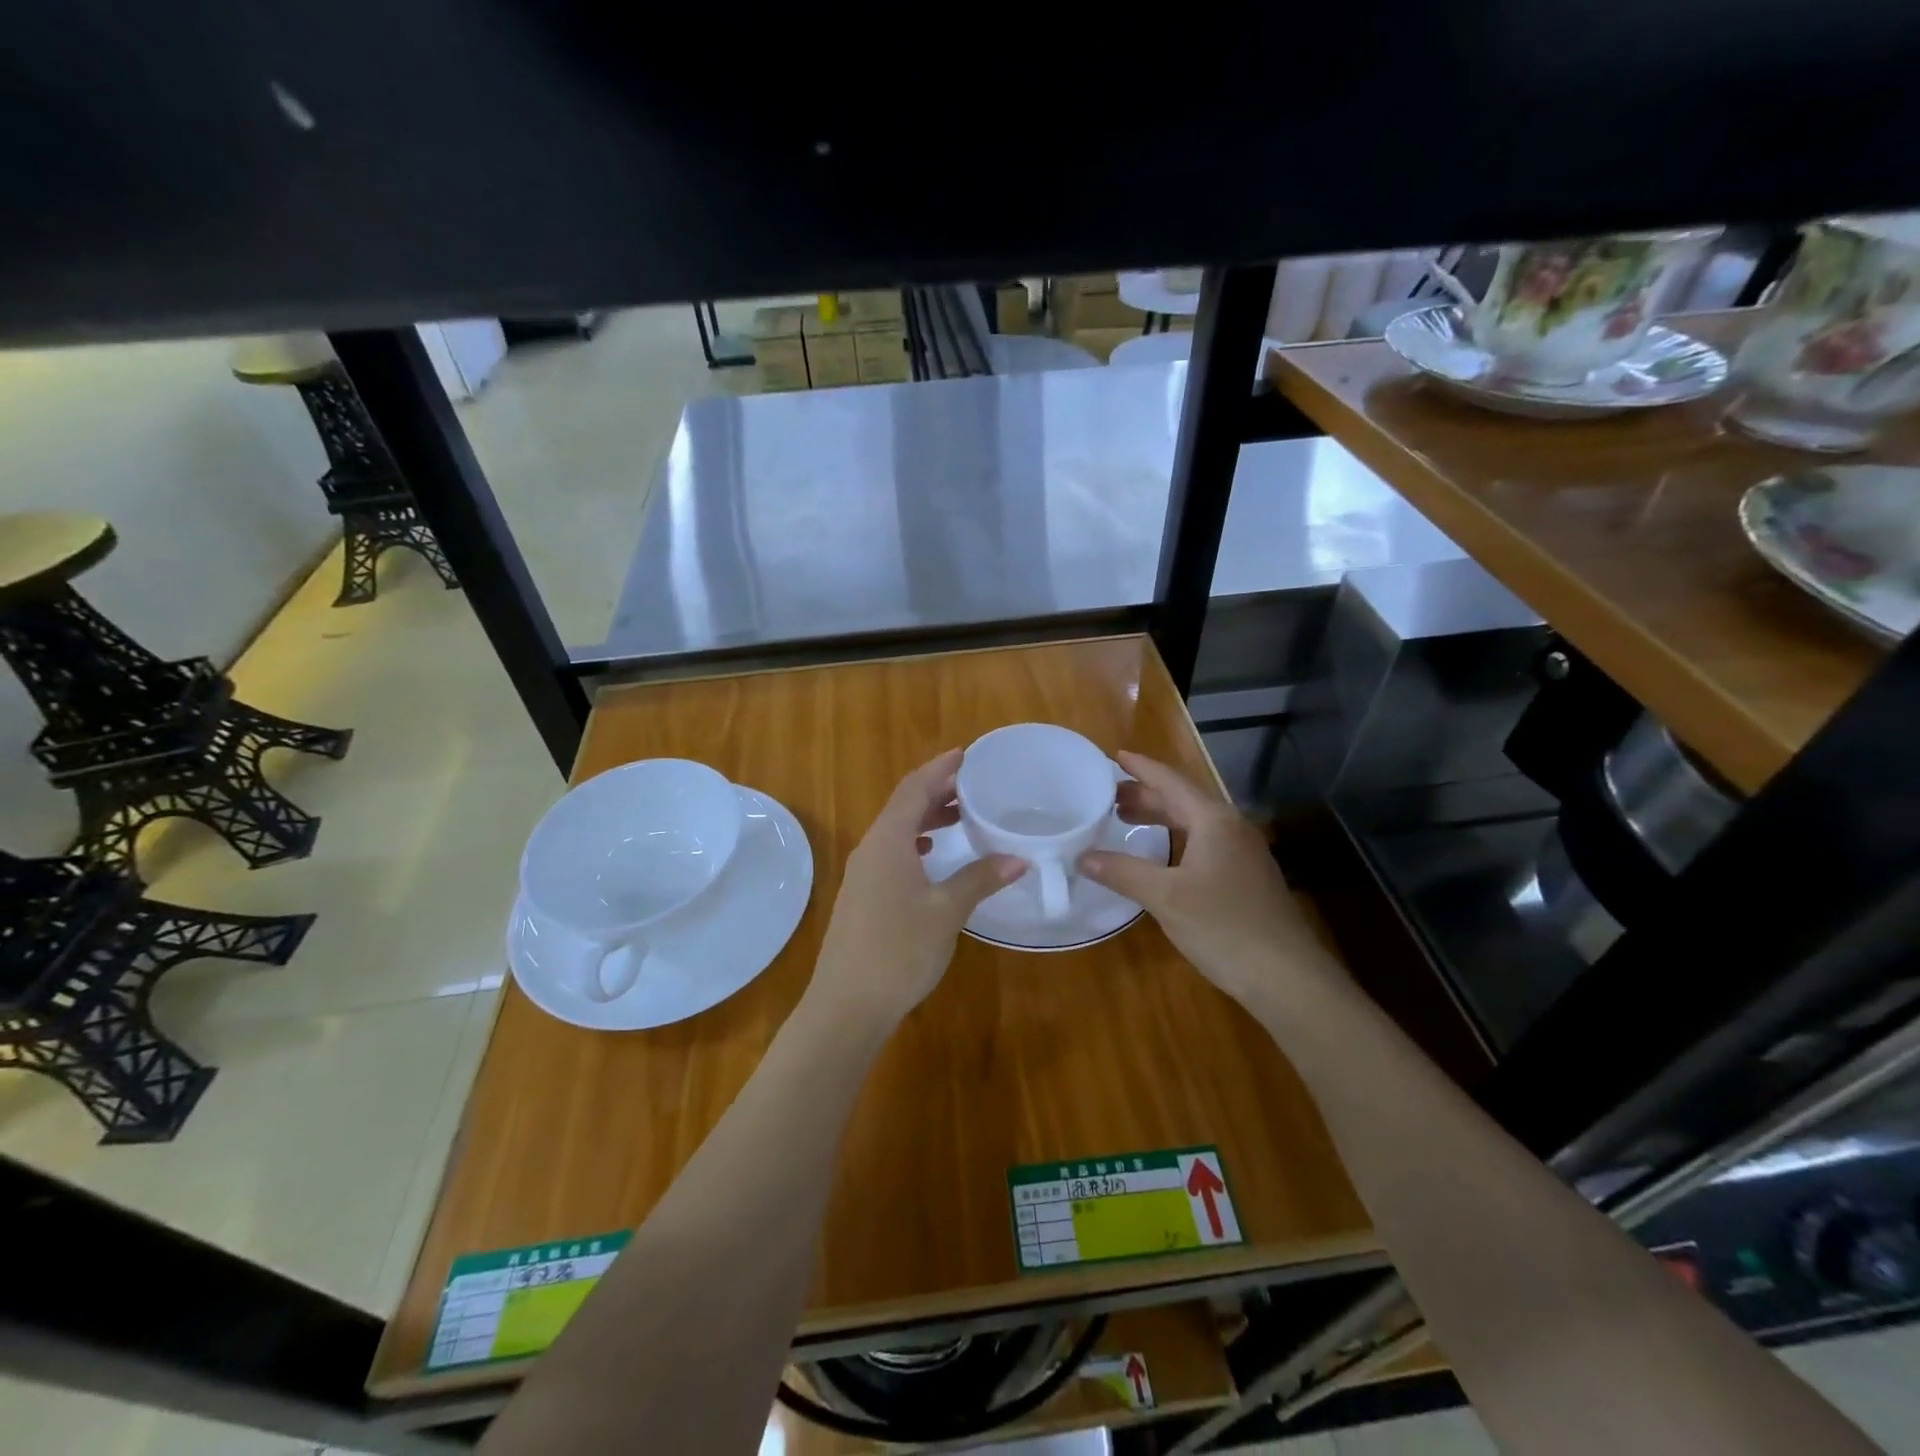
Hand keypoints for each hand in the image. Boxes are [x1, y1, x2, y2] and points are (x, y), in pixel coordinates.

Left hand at [808, 750, 1023, 1030]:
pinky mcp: (863, 896)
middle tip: (973, 783)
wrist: (847, 1005)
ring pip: (896, 830)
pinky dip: (916, 842)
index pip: (914, 789)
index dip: (940, 769)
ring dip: (926, 817)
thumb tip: (1018, 859)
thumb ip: (980, 879)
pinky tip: (933, 855)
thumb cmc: (898, 951)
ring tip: (961, 815)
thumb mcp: (946, 912)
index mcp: (888, 841)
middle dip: (936, 790)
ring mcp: (863, 874)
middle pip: (903, 805)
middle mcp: (871, 849)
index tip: (966, 754)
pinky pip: (892, 852)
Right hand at [1078, 753, 1336, 1011]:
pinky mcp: (1246, 878)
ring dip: (1160, 818)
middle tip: (1107, 795)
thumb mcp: (1165, 897)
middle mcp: (1231, 828)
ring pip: (1194, 824)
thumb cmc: (1224, 926)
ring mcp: (1243, 853)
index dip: (1140, 768)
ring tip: (1125, 819)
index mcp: (1214, 821)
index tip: (1113, 756)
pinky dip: (1175, 840)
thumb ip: (1122, 872)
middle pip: (1183, 800)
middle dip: (1145, 794)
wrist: (1287, 977)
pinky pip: (1203, 844)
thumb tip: (1082, 856)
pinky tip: (1160, 857)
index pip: (1171, 781)